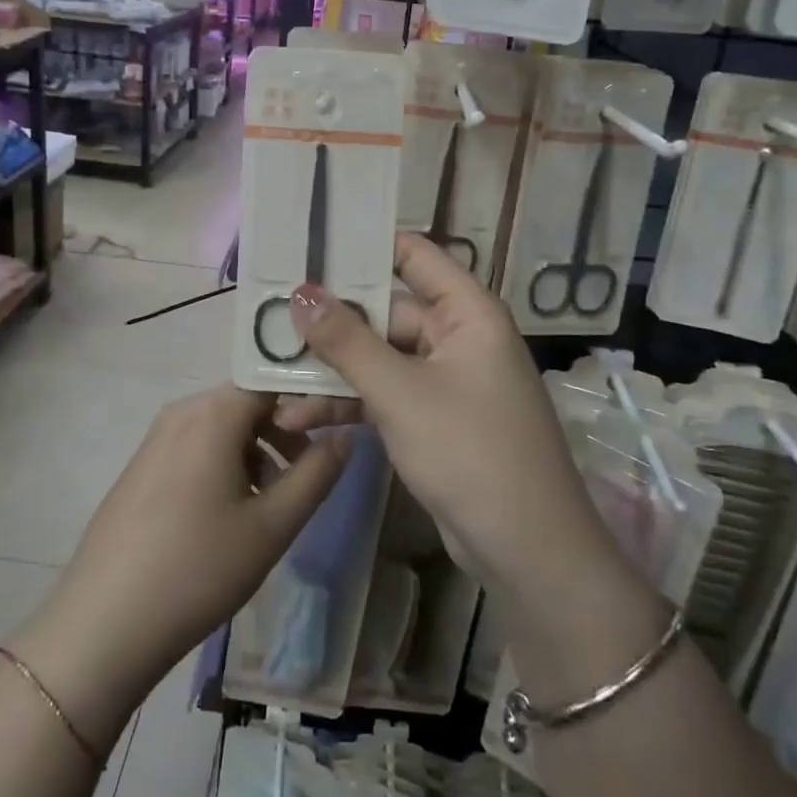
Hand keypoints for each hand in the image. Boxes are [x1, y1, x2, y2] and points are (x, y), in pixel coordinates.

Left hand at [11, 385, 344, 745]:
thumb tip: (344, 435)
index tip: (336, 430)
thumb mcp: (272, 525)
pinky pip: (198, 448)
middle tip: (310, 474)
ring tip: (275, 503)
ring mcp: (156, 438)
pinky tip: (233, 515)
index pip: (275, 380)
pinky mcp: (142, 467)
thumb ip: (317, 473)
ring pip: (224, 428)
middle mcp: (183, 411)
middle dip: (286, 432)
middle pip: (249, 403)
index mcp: (214, 412)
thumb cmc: (197, 569)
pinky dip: (227, 466)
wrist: (102, 626)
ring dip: (259, 452)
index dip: (311, 399)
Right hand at [281, 233, 630, 614]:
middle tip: (269, 322)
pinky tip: (300, 416)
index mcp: (466, 311)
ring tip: (272, 383)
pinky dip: (349, 402)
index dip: (363, 245)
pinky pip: (384, 393)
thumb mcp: (401, 393)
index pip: (413, 255)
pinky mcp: (433, 417)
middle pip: (385, 312)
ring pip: (378, 357)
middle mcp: (457, 335)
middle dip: (329, 324)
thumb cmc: (471, 452)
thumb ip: (347, 341)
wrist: (527, 552)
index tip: (307, 244)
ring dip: (331, 371)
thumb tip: (300, 291)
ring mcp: (445, 378)